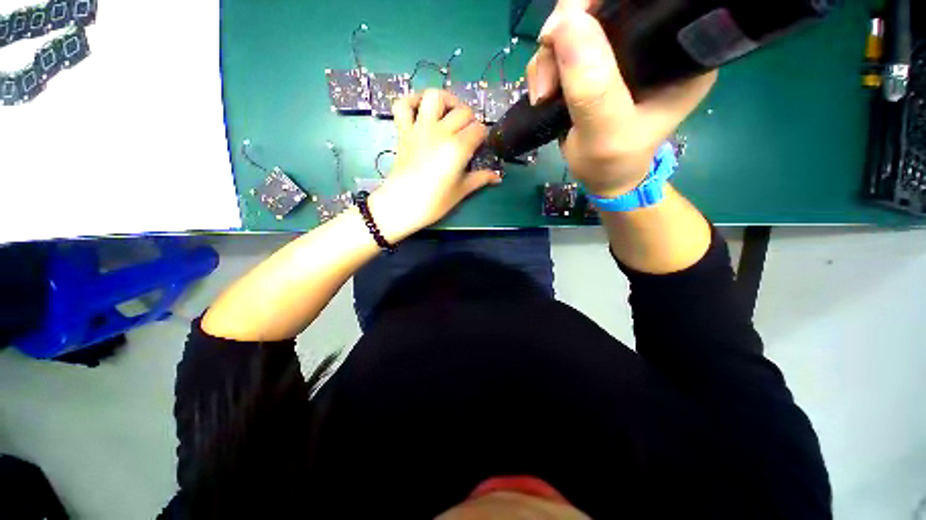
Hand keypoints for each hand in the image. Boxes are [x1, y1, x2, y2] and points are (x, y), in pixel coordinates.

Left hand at [368, 89, 501, 242]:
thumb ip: (480, 179)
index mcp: (458, 148)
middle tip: (468, 136)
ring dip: (447, 101)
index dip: (483, 137)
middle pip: (463, 112)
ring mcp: (420, 128)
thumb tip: (498, 177)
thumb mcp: (461, 192)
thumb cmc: (434, 203)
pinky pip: (404, 104)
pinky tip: (422, 109)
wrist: (401, 205)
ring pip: (435, 96)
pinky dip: (412, 101)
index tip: (480, 148)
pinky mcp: (403, 131)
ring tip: (450, 115)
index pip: (479, 129)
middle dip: (470, 121)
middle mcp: (440, 131)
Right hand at [526, 0, 716, 197]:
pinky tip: (542, 94)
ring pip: (575, 25)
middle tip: (548, 73)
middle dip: (566, 30)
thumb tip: (565, 23)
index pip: (646, 2)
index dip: (604, 1)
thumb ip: (592, 86)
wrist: (601, 178)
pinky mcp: (594, 63)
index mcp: (676, 51)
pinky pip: (561, 46)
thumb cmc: (613, 163)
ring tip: (542, 95)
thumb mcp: (605, 132)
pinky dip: (544, 66)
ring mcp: (619, 51)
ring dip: (548, 57)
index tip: (570, 25)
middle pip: (605, 6)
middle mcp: (650, 41)